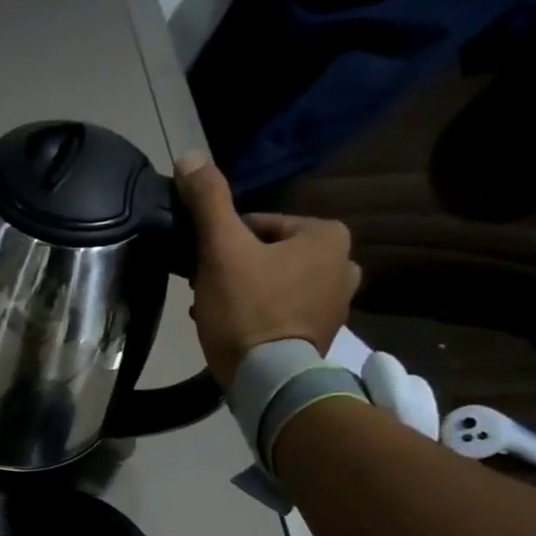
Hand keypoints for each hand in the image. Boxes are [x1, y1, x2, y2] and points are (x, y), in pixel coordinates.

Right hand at [180, 156, 360, 387]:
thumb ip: (208, 201)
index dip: (223, 243)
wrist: (267, 379)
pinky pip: (283, 312)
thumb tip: (189, 157)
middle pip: (268, 255)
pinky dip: (258, 316)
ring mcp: (337, 303)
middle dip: (235, 269)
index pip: (259, 225)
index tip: (203, 266)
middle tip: (206, 290)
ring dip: (243, 293)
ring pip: (274, 284)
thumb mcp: (220, 249)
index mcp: (328, 235)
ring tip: (214, 312)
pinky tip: (233, 331)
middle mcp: (345, 264)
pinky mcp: (323, 335)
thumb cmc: (247, 308)